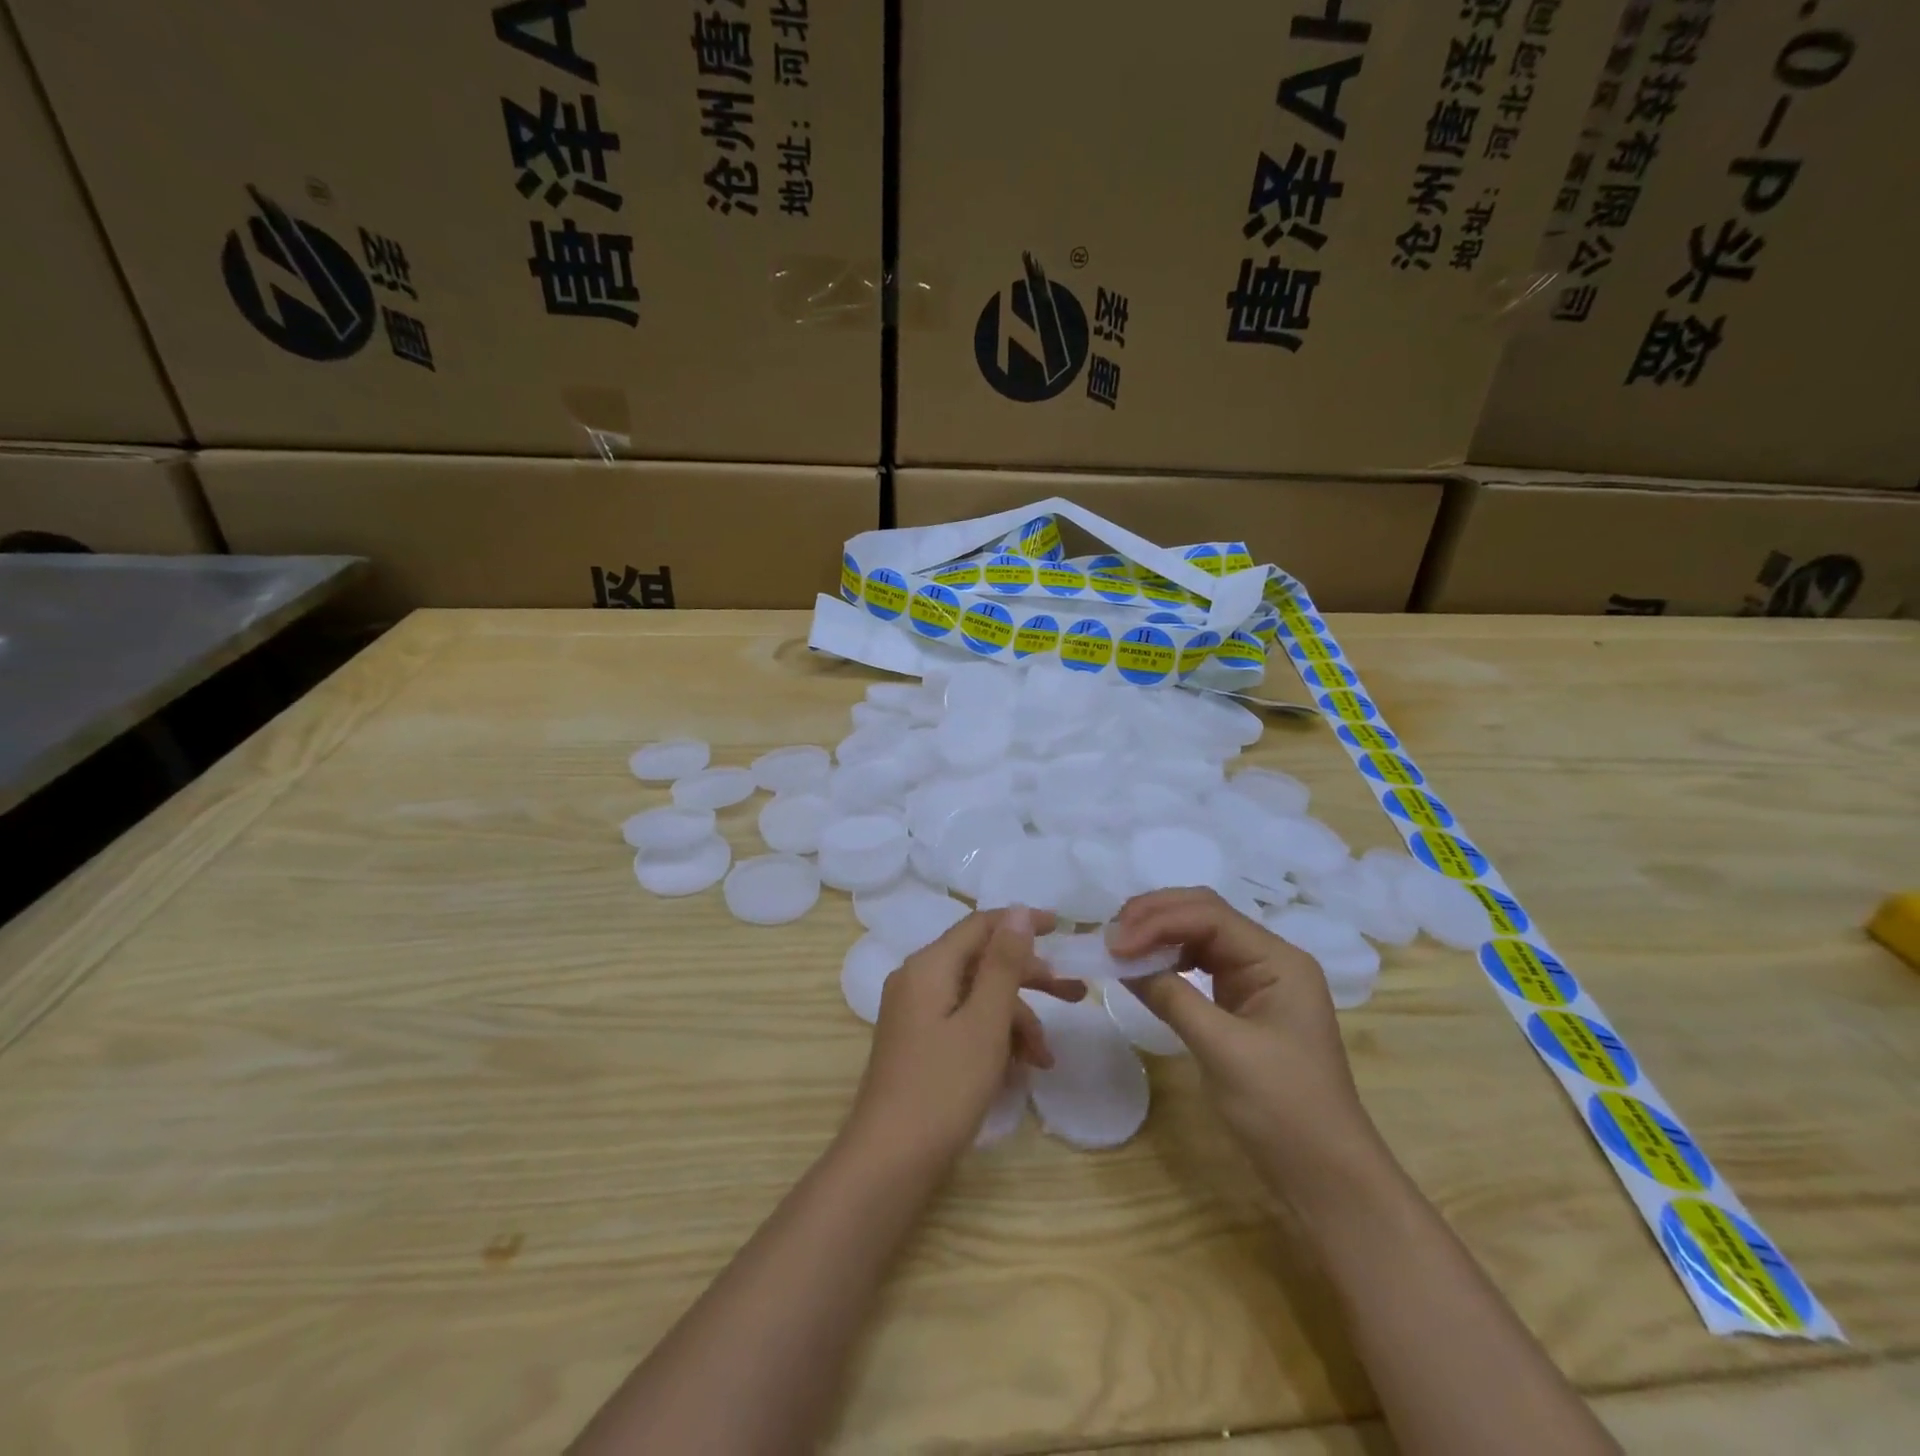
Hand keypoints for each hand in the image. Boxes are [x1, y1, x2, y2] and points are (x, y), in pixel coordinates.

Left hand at [848, 907, 1081, 1165]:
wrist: (890, 1162)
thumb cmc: (944, 1087)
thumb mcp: (985, 1021)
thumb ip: (1003, 963)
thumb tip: (1019, 910)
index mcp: (929, 966)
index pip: (981, 925)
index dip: (1023, 923)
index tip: (1064, 929)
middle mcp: (918, 980)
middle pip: (982, 962)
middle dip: (1029, 979)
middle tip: (1074, 995)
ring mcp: (916, 1014)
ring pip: (977, 998)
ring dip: (1015, 1021)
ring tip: (1044, 1059)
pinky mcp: (920, 1043)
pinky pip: (964, 1023)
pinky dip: (994, 1039)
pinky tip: (1019, 1070)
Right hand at [1107, 888, 1381, 1186]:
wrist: (1325, 1175)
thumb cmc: (1282, 1109)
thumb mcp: (1222, 1049)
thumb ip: (1171, 997)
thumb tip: (1121, 961)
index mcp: (1278, 960)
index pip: (1209, 916)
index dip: (1157, 921)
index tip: (1113, 944)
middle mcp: (1269, 958)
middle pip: (1204, 914)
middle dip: (1155, 917)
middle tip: (1110, 935)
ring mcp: (1257, 980)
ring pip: (1199, 935)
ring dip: (1158, 934)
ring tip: (1119, 946)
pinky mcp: (1243, 1003)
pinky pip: (1199, 964)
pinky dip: (1168, 960)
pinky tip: (1144, 968)